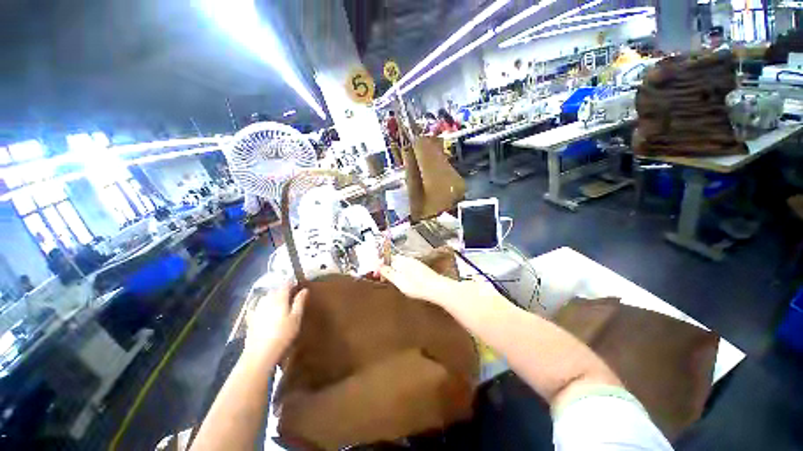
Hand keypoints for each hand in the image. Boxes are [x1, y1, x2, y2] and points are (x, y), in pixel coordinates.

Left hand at [244, 284, 307, 363]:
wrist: (259, 354)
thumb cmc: (283, 335)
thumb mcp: (296, 318)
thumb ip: (300, 302)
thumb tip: (304, 289)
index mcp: (279, 298)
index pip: (286, 284)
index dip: (292, 283)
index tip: (298, 284)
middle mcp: (267, 300)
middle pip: (275, 289)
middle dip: (283, 289)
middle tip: (291, 293)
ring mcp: (257, 309)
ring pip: (266, 297)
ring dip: (273, 295)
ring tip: (280, 301)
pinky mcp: (251, 318)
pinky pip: (257, 305)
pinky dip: (263, 304)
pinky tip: (265, 309)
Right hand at [378, 255, 456, 306]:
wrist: (436, 288)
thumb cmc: (416, 286)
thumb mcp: (399, 281)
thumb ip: (388, 273)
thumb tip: (379, 266)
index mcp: (401, 260)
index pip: (387, 258)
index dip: (380, 264)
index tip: (375, 273)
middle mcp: (408, 259)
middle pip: (393, 260)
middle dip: (386, 267)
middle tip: (381, 277)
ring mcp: (415, 263)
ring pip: (400, 264)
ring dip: (393, 269)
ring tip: (390, 279)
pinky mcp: (420, 268)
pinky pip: (406, 267)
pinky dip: (401, 271)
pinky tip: (403, 279)